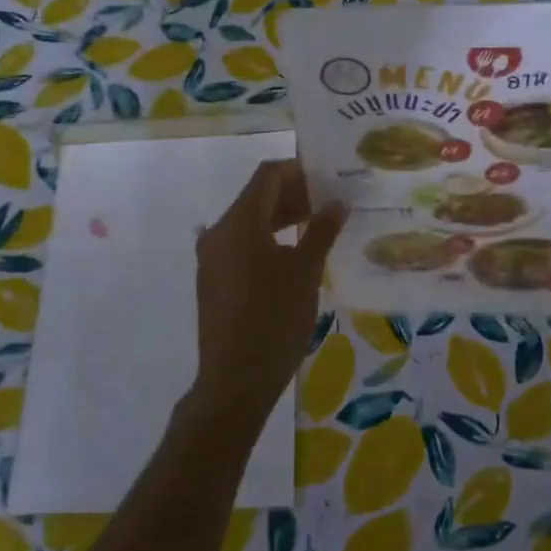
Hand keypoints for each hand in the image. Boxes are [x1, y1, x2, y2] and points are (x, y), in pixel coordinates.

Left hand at [188, 160, 346, 430]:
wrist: (235, 380)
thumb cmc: (274, 320)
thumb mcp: (305, 273)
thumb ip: (321, 231)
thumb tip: (337, 202)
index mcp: (239, 222)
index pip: (268, 176)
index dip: (299, 170)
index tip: (329, 175)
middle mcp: (219, 232)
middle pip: (257, 197)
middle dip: (294, 194)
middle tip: (332, 200)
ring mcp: (212, 257)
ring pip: (249, 222)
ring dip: (282, 218)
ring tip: (320, 225)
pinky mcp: (213, 280)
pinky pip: (241, 245)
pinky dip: (268, 239)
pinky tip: (295, 254)